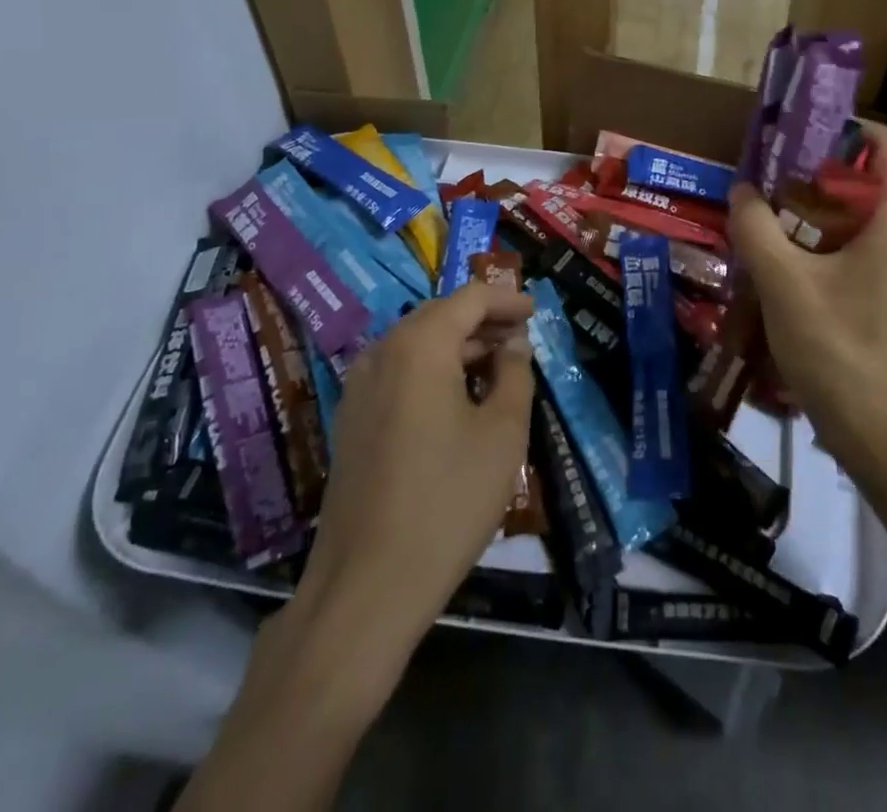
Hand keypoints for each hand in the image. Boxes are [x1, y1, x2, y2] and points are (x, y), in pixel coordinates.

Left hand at [285, 283, 535, 668]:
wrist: (366, 587)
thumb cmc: (447, 500)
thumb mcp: (502, 434)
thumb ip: (515, 375)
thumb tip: (514, 344)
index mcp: (419, 346)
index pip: (469, 299)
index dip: (506, 299)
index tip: (535, 311)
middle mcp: (381, 354)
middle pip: (439, 317)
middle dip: (483, 321)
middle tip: (521, 338)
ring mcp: (359, 389)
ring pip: (417, 346)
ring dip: (458, 347)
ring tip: (498, 367)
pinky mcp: (351, 422)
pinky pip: (398, 374)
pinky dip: (433, 371)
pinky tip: (459, 399)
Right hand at [728, 121, 886, 456]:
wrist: (874, 428)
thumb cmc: (837, 347)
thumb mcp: (784, 281)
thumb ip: (757, 227)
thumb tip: (743, 190)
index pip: (883, 141)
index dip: (842, 124)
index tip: (793, 128)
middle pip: (863, 172)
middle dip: (813, 164)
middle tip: (765, 167)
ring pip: (852, 209)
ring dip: (809, 202)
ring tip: (761, 203)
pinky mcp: (879, 286)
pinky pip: (848, 240)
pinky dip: (814, 233)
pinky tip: (773, 248)